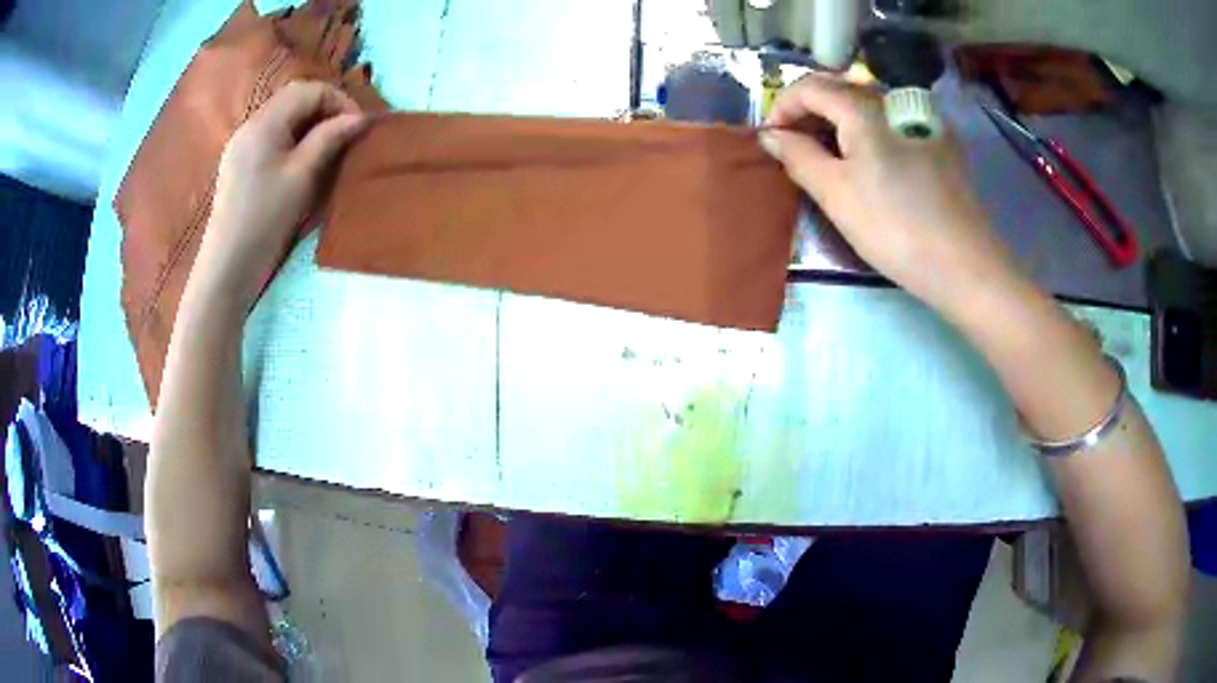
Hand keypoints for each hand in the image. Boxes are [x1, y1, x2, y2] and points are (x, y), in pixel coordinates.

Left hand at [193, 81, 367, 308]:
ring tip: (327, 150)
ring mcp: (240, 145)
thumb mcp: (303, 175)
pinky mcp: (237, 165)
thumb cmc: (266, 220)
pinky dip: (292, 140)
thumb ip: (330, 138)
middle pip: (294, 99)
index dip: (339, 101)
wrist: (228, 267)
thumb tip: (359, 118)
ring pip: (282, 118)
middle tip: (345, 137)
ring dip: (309, 126)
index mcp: (265, 122)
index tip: (357, 127)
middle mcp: (250, 125)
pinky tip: (299, 163)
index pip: (309, 90)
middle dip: (325, 110)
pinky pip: (270, 137)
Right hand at [760, 74, 1018, 310]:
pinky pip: (892, 123)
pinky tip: (871, 164)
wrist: (964, 264)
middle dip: (810, 114)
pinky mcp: (939, 141)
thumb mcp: (835, 194)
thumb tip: (771, 135)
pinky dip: (869, 133)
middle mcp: (893, 100)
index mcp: (864, 107)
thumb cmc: (893, 227)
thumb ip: (797, 157)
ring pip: (867, 106)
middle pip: (840, 90)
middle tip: (797, 150)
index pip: (809, 86)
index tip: (772, 141)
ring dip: (839, 123)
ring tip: (830, 159)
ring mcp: (921, 119)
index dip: (782, 107)